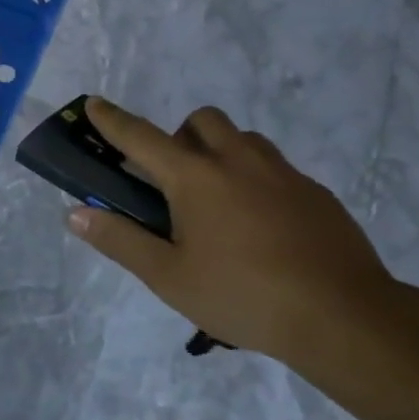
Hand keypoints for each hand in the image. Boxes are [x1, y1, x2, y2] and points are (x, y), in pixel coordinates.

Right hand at [66, 98, 402, 362]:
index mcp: (195, 177)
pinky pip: (275, 167)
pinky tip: (262, 226)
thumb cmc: (243, 296)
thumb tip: (75, 214)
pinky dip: (256, 179)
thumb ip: (120, 240)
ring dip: (221, 151)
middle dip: (179, 134)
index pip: (141, 137)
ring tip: (219, 201)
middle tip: (175, 179)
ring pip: (243, 139)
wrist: (343, 316)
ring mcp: (282, 172)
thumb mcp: (169, 277)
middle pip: (201, 120)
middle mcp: (237, 160)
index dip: (113, 120)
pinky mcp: (315, 191)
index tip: (95, 103)